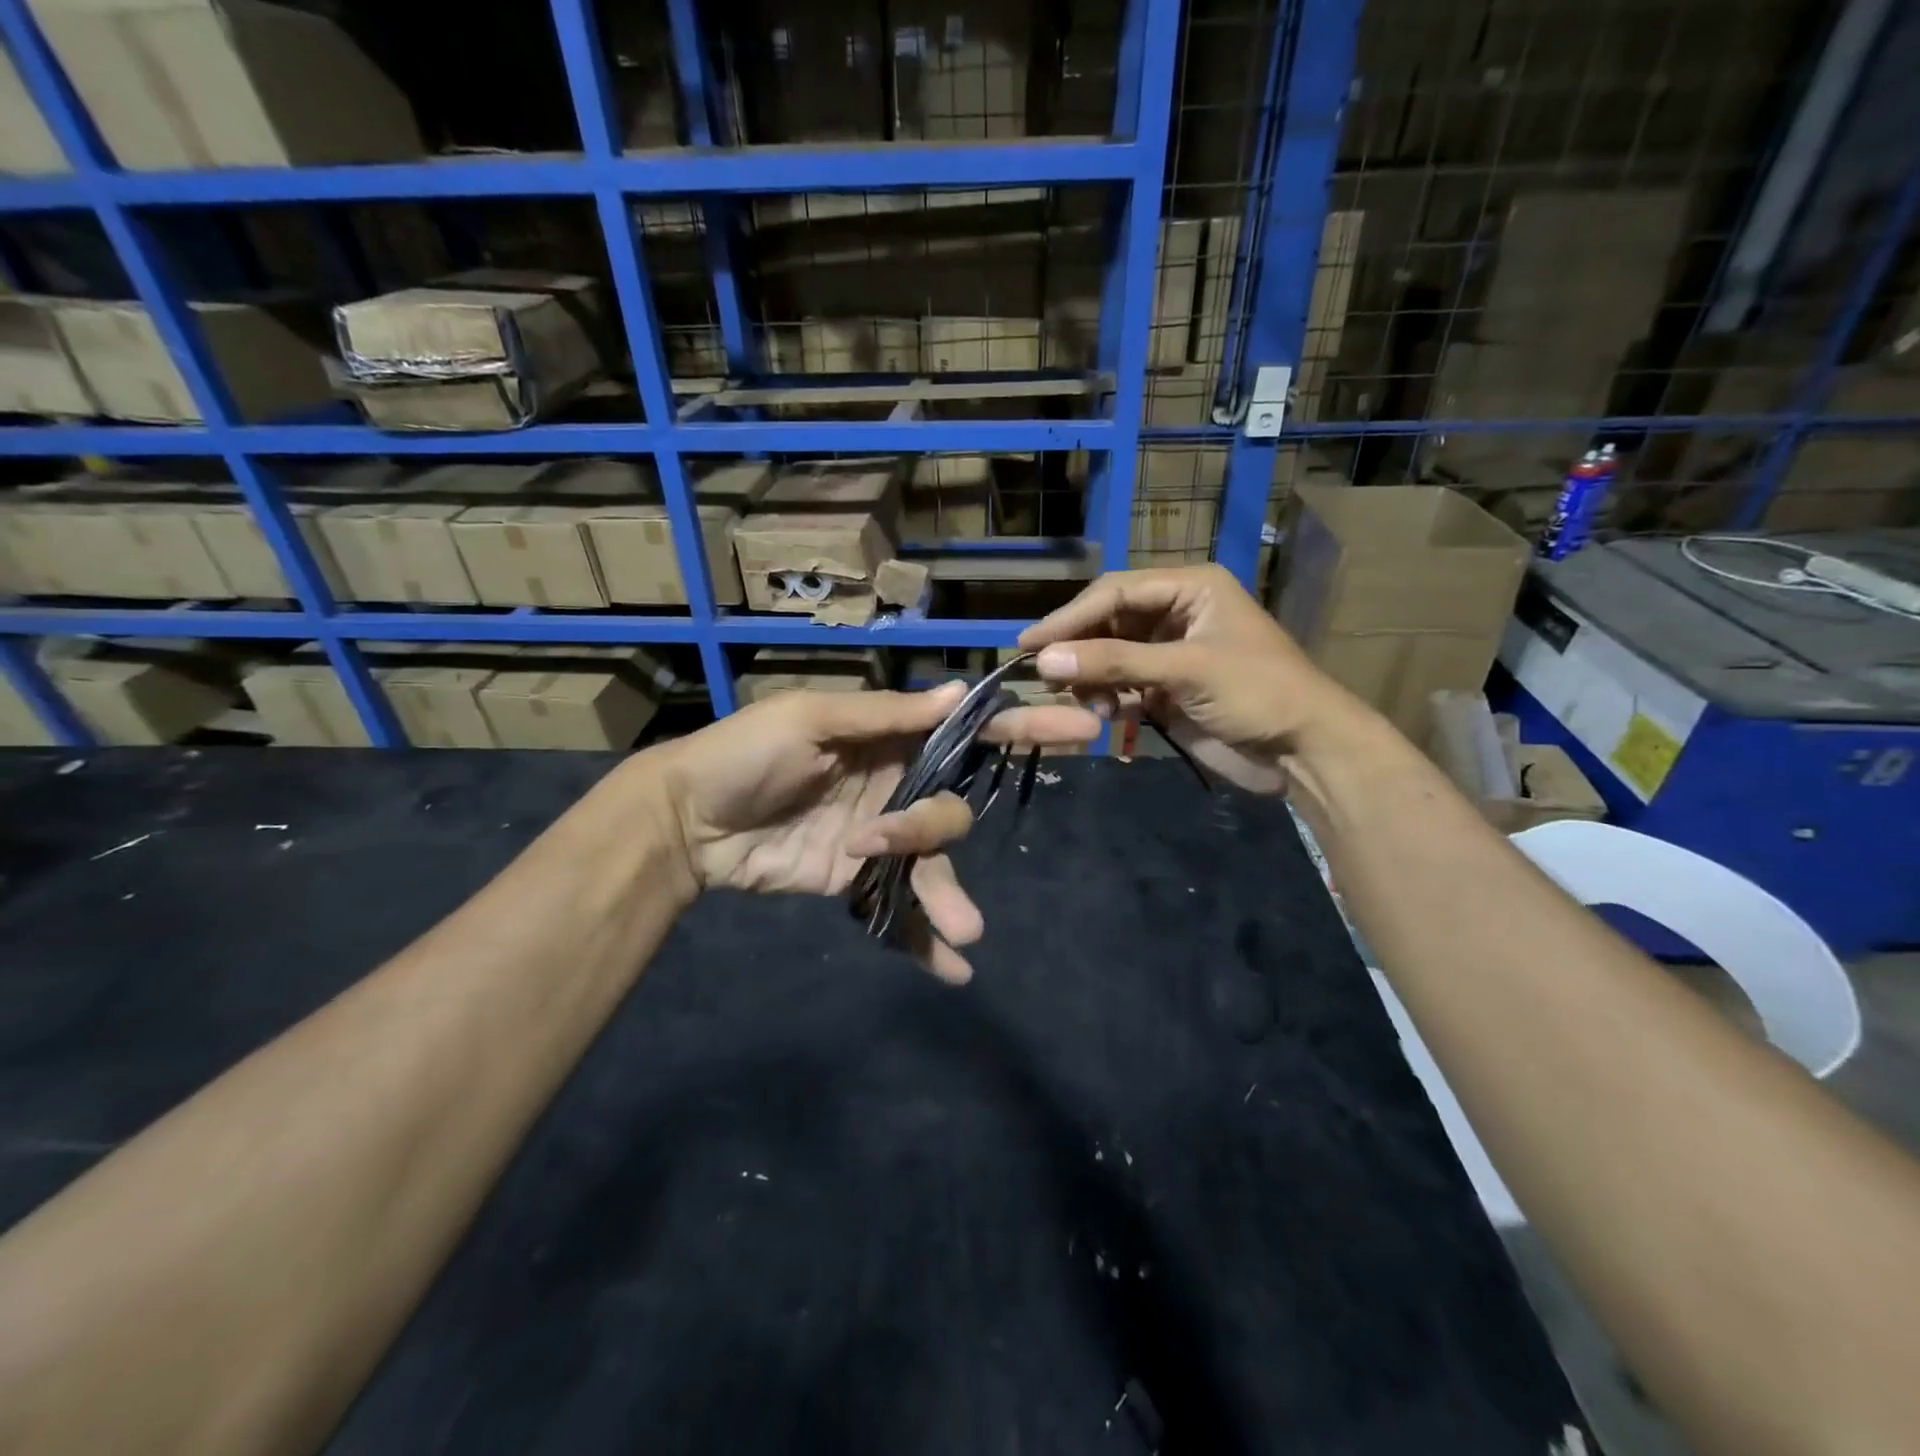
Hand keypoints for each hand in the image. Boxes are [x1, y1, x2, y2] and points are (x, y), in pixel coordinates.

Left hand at [647, 684, 1099, 982]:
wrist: (689, 821)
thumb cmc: (746, 753)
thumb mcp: (812, 720)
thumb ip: (886, 715)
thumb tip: (961, 693)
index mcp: (891, 738)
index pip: (969, 732)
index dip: (1024, 728)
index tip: (1081, 727)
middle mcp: (898, 786)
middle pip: (952, 807)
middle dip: (937, 827)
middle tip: (884, 838)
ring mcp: (882, 840)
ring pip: (935, 864)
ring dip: (948, 896)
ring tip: (962, 931)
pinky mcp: (861, 882)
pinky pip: (902, 910)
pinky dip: (925, 939)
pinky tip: (951, 970)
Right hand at [1018, 564, 1381, 792]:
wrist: (1304, 751)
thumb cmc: (1257, 692)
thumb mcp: (1186, 669)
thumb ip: (1115, 662)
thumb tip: (1044, 659)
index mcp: (1190, 588)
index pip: (1115, 592)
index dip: (1071, 616)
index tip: (1030, 642)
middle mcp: (1176, 614)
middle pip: (1108, 622)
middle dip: (1078, 648)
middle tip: (1040, 673)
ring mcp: (1169, 654)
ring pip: (1110, 656)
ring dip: (1090, 677)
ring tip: (1077, 699)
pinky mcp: (1166, 690)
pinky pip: (1121, 686)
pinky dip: (1106, 698)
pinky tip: (1102, 714)